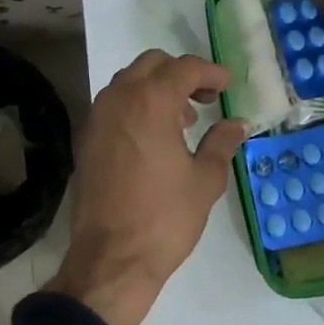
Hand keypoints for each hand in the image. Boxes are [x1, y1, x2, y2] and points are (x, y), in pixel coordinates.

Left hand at [48, 50, 249, 324]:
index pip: (184, 68)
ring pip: (128, 82)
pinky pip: (113, 106)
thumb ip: (221, 143)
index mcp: (151, 102)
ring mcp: (97, 118)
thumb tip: (237, 124)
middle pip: (152, 65)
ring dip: (156, 89)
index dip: (210, 72)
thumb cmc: (165, 218)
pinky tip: (154, 138)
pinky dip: (136, 107)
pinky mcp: (86, 140)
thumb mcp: (205, 179)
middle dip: (181, 74)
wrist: (111, 260)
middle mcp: (119, 99)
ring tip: (181, 121)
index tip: (226, 85)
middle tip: (204, 98)